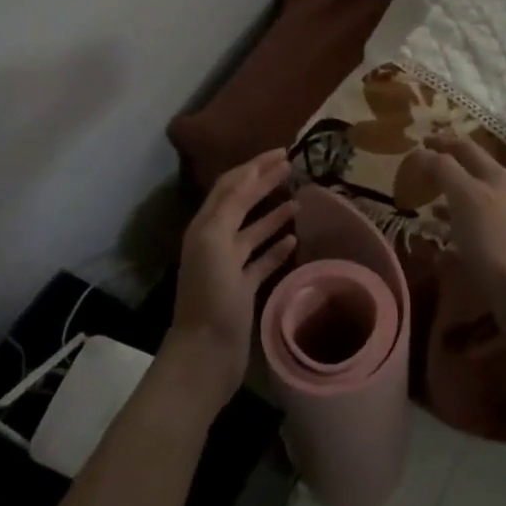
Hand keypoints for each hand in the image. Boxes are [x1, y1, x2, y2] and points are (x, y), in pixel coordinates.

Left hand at [165, 149, 297, 406]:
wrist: (206, 353)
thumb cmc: (210, 295)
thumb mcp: (214, 241)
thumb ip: (230, 206)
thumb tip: (251, 174)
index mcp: (206, 226)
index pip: (231, 185)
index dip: (254, 166)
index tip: (282, 152)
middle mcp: (216, 240)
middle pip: (242, 202)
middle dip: (264, 182)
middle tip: (292, 167)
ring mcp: (230, 265)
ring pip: (253, 230)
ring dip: (274, 213)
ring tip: (300, 199)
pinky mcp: (243, 288)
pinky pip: (262, 260)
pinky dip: (277, 247)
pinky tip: (295, 239)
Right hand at [404, 134, 505, 330]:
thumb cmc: (492, 239)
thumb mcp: (464, 196)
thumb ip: (443, 169)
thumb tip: (423, 151)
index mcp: (497, 176)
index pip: (465, 147)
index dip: (441, 141)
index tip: (418, 140)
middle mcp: (504, 193)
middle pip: (469, 172)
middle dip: (444, 168)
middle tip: (418, 171)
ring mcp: (505, 220)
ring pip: (470, 199)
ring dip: (446, 196)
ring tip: (423, 201)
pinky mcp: (502, 247)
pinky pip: (471, 226)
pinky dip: (452, 223)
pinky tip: (438, 234)